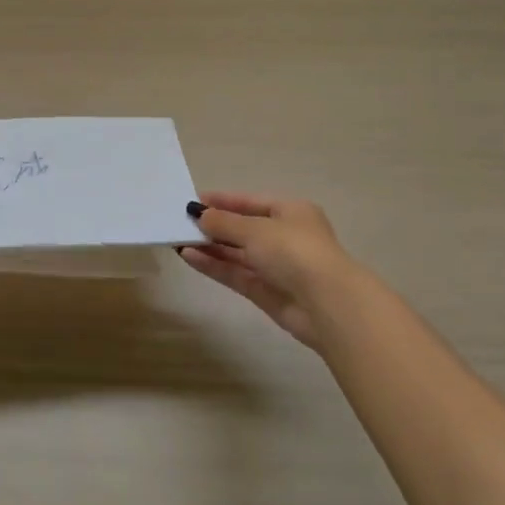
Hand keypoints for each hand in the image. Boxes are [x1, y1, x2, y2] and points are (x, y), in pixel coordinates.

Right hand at [179, 191, 364, 353]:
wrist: (327, 304)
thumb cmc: (294, 251)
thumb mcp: (255, 229)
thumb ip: (223, 222)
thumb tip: (198, 214)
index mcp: (291, 212)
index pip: (250, 202)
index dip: (222, 200)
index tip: (192, 200)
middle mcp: (284, 237)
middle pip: (242, 228)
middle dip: (213, 226)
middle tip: (180, 222)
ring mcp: (276, 266)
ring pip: (236, 253)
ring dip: (209, 246)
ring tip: (178, 240)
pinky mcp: (266, 291)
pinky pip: (235, 273)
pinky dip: (213, 265)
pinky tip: (189, 256)